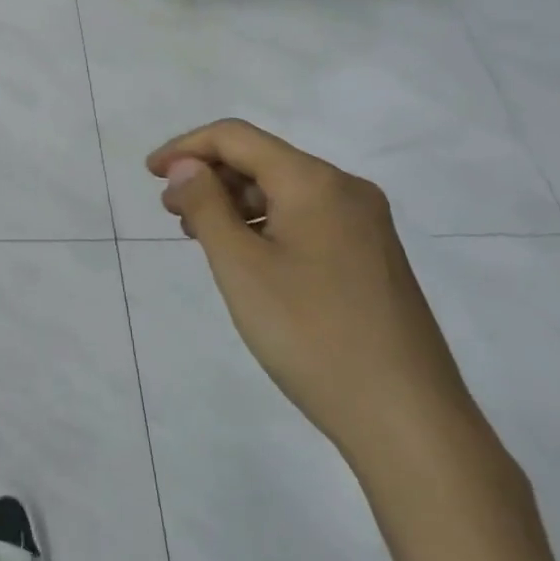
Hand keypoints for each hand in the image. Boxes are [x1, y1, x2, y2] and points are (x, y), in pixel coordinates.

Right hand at [147, 120, 477, 468]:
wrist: (408, 423)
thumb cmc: (311, 335)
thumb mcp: (240, 267)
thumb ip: (206, 205)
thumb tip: (185, 165)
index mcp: (315, 182)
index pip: (236, 137)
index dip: (186, 147)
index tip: (150, 174)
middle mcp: (345, 190)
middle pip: (262, 159)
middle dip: (209, 176)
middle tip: (171, 212)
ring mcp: (364, 225)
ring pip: (283, 191)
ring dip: (234, 203)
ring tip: (199, 236)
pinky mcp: (371, 257)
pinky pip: (305, 218)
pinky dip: (264, 225)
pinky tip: (244, 256)